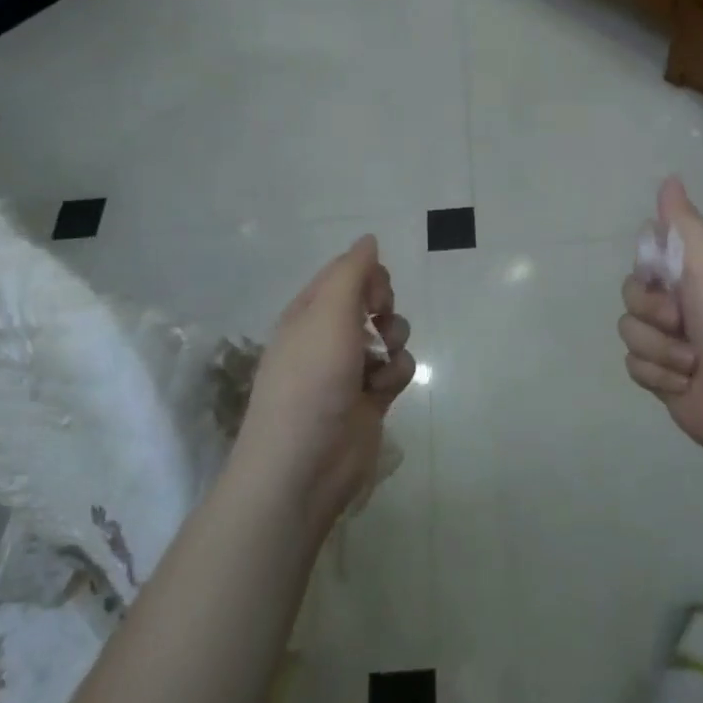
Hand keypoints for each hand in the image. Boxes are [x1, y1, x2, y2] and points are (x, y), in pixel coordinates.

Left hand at [232, 235, 413, 529]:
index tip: (374, 294)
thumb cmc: (312, 380)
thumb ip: (352, 272)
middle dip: (384, 306)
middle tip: (377, 322)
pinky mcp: (371, 398)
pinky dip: (395, 375)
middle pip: (371, 299)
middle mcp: (328, 335)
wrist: (305, 464)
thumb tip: (368, 238)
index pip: (344, 273)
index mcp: (309, 312)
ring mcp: (350, 368)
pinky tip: (382, 391)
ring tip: (380, 362)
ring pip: (390, 333)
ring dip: (394, 341)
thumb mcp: (328, 313)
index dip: (368, 275)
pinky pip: (397, 368)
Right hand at [619, 177, 702, 463]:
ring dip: (658, 349)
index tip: (663, 276)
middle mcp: (683, 306)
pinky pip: (633, 365)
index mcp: (697, 276)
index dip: (649, 269)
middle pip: (631, 293)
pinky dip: (658, 375)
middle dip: (652, 311)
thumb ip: (684, 225)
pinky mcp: (662, 378)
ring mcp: (671, 344)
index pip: (649, 257)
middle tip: (681, 321)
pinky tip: (684, 384)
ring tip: (691, 364)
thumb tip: (670, 177)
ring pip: (629, 331)